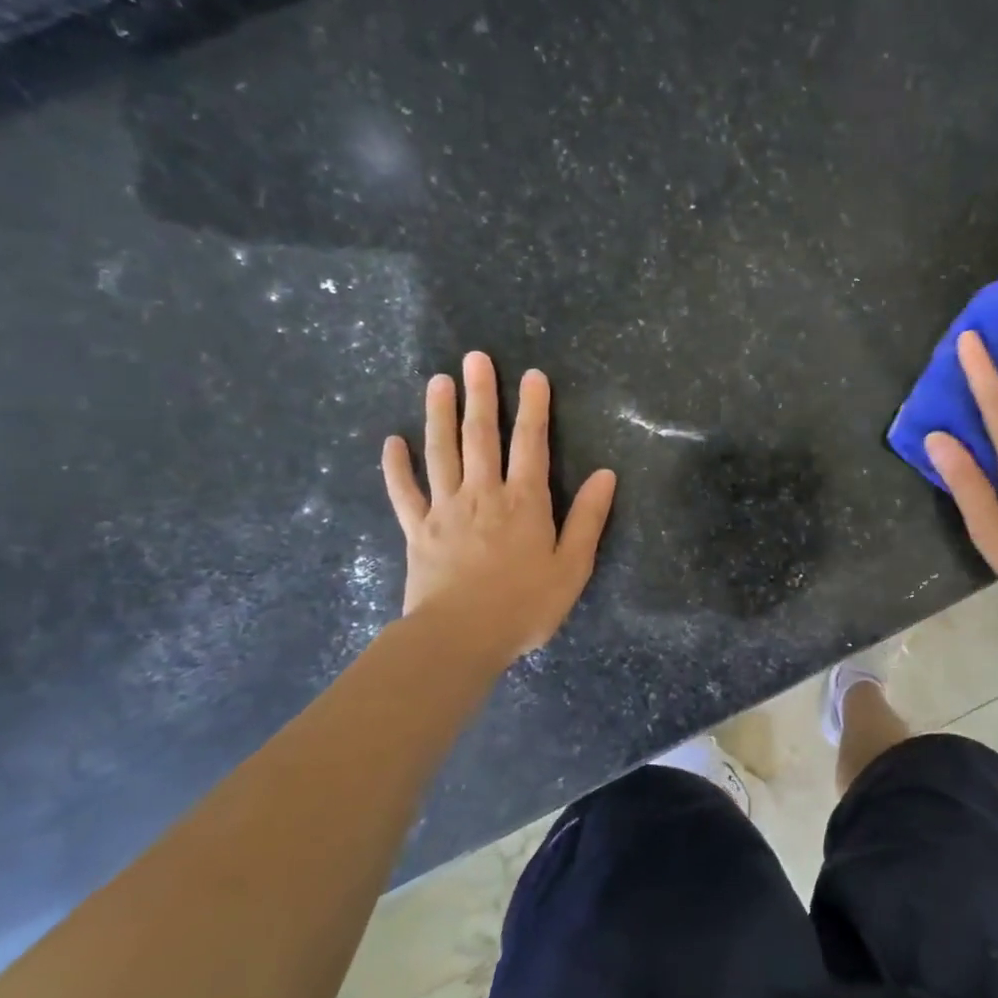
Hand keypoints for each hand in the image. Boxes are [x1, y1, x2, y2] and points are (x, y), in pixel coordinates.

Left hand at [382, 352, 616, 660]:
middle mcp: (483, 494)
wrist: (459, 638)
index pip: (531, 444)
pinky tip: (392, 441)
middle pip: (481, 435)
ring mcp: (445, 509)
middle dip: (481, 394)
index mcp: (524, 501)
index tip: (533, 375)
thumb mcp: (572, 566)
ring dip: (439, 414)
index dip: (534, 407)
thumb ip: (588, 518)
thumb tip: (606, 474)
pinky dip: (396, 466)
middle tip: (475, 359)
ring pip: (441, 451)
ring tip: (438, 381)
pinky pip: (404, 491)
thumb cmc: (524, 605)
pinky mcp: (417, 530)